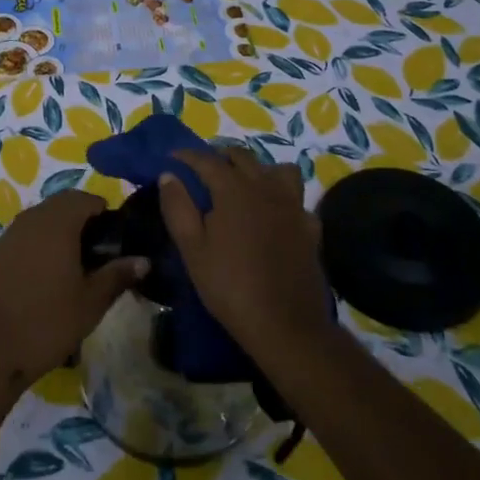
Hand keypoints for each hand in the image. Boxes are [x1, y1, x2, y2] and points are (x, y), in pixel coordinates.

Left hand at [0, 190, 146, 390]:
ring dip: (60, 234)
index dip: (104, 213)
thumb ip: (118, 275)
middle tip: (98, 255)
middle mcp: (31, 219)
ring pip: (41, 221)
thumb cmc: (46, 322)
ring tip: (74, 269)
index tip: (116, 240)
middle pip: (62, 206)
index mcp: (57, 222)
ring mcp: (8, 236)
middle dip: (83, 222)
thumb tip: (144, 260)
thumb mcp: (91, 302)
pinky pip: (23, 238)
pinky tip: (45, 280)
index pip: (85, 198)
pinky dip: (39, 247)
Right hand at [159, 146, 328, 360]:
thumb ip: (178, 207)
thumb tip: (169, 175)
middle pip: (243, 157)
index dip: (187, 155)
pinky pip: (296, 199)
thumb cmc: (229, 285)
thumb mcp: (192, 249)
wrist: (284, 324)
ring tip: (243, 186)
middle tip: (203, 171)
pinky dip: (282, 199)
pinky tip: (274, 215)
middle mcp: (266, 187)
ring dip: (258, 170)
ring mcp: (293, 205)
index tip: (172, 157)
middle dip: (220, 157)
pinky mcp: (310, 227)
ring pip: (277, 170)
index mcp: (234, 189)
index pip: (206, 160)